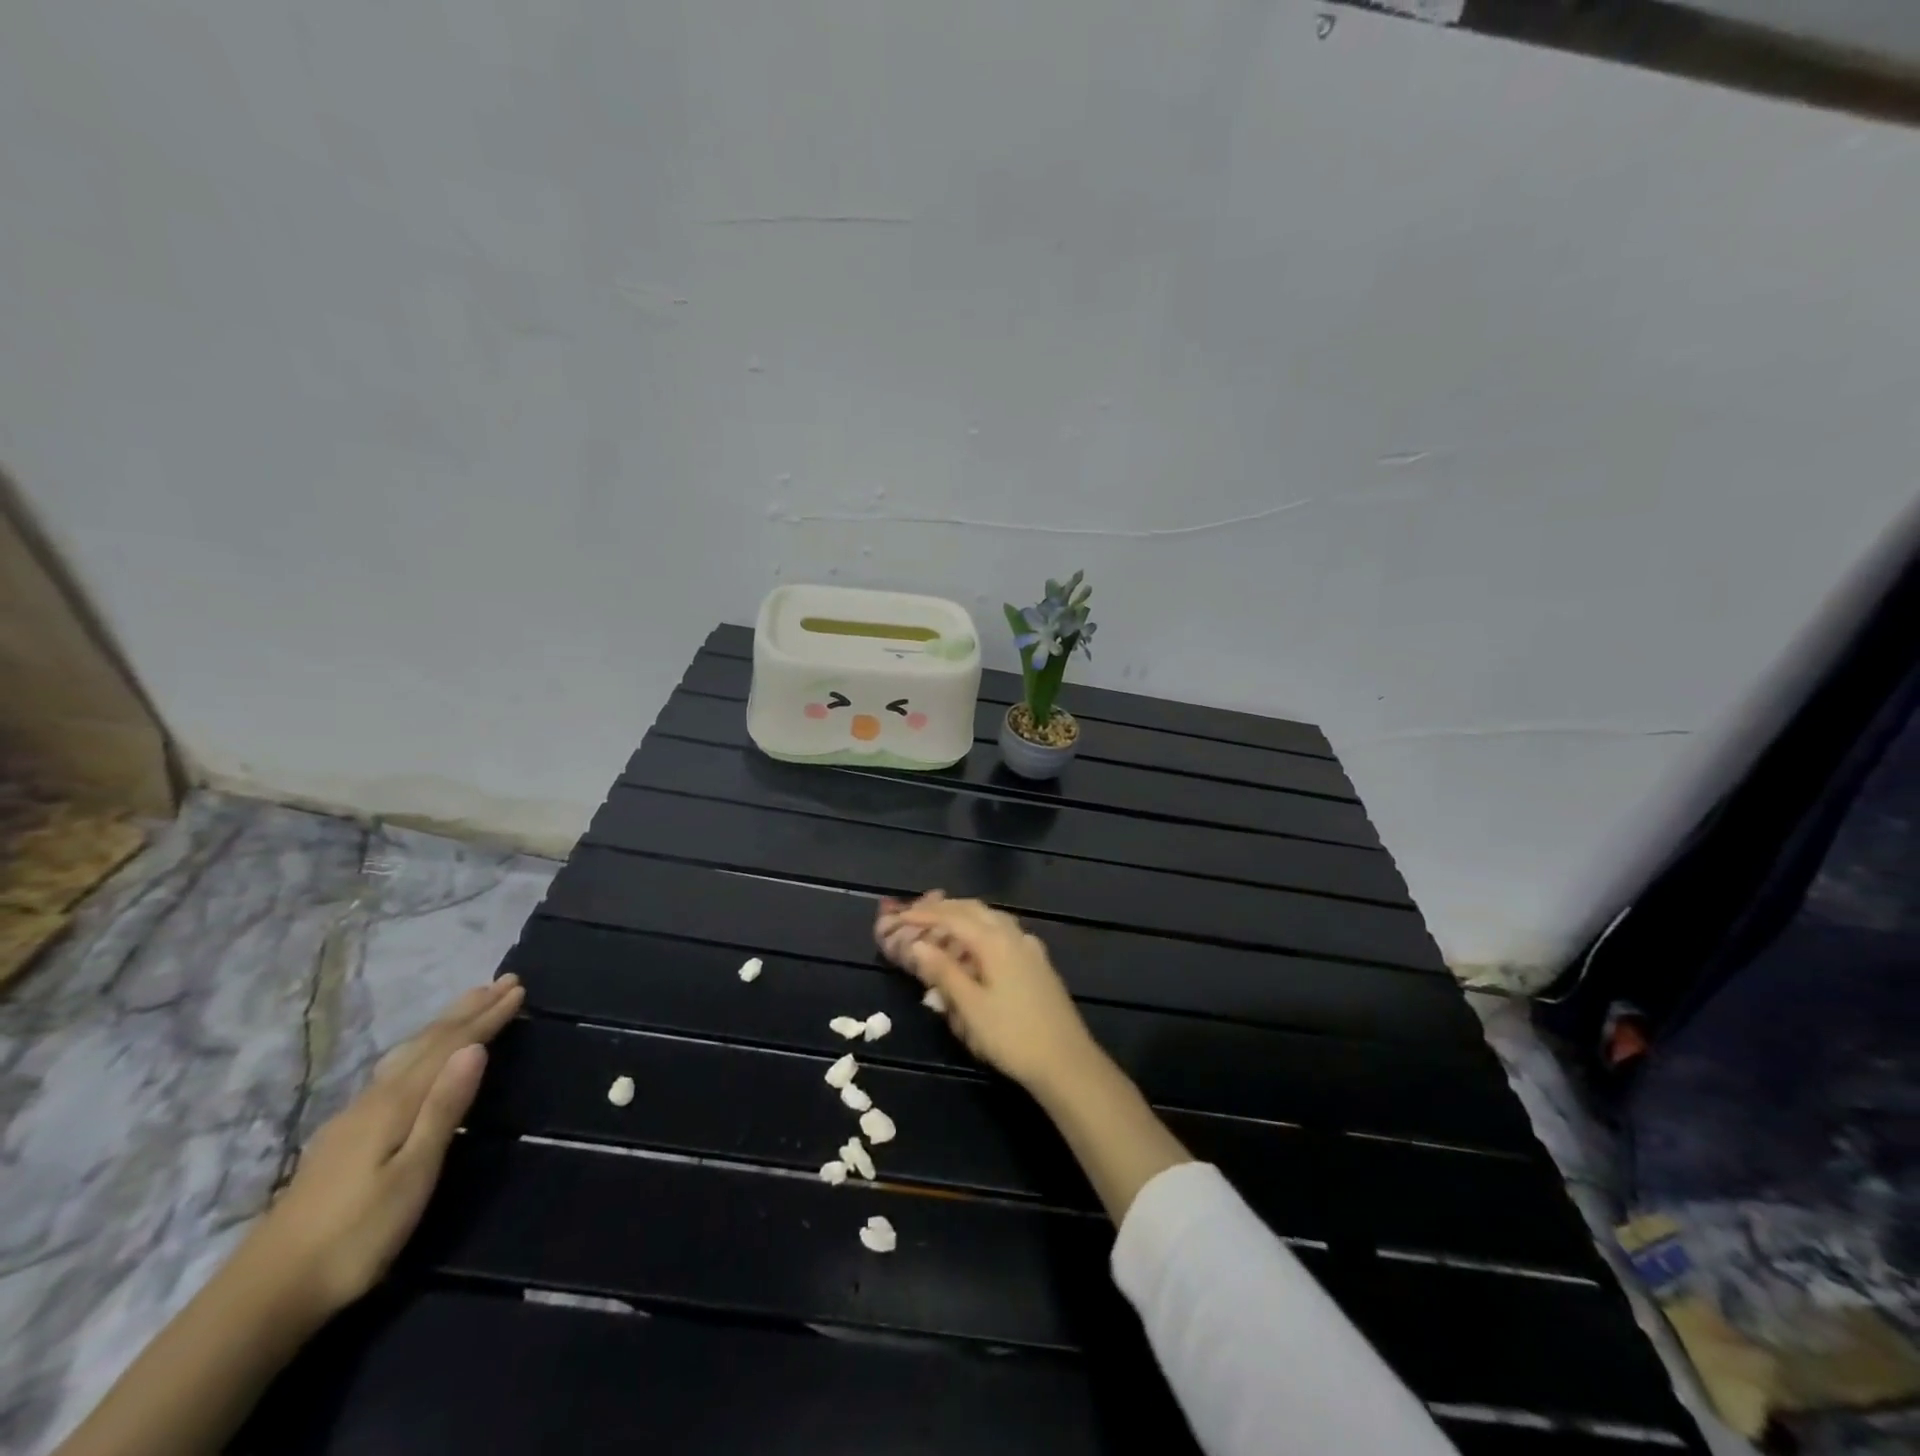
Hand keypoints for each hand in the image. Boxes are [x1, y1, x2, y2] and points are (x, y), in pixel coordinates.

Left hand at [254, 975, 524, 1318]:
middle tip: (504, 981)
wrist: (263, 1296)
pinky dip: (421, 1049)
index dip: (487, 1017)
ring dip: (444, 1024)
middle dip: (468, 1010)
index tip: (520, 989)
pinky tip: (417, 1058)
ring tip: (469, 1003)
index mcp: (395, 1104)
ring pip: (407, 1054)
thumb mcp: (412, 1174)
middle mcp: (374, 1100)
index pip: (450, 1047)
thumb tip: (475, 1048)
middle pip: (427, 1043)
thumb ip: (443, 1109)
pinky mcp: (343, 1139)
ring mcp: (353, 1119)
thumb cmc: (355, 1236)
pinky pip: (395, 1071)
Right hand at [875, 895, 1097, 1094]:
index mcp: (995, 941)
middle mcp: (1014, 935)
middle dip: (944, 909)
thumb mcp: (969, 1007)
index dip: (925, 915)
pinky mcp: (1038, 963)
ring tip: (942, 925)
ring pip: (991, 919)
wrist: (1066, 1061)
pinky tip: (976, 946)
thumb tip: (917, 944)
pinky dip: (981, 930)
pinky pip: (1003, 933)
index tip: (901, 916)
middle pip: (974, 910)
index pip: (953, 917)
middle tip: (918, 914)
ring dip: (964, 916)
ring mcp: (1030, 947)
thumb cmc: (1012, 1036)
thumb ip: (943, 971)